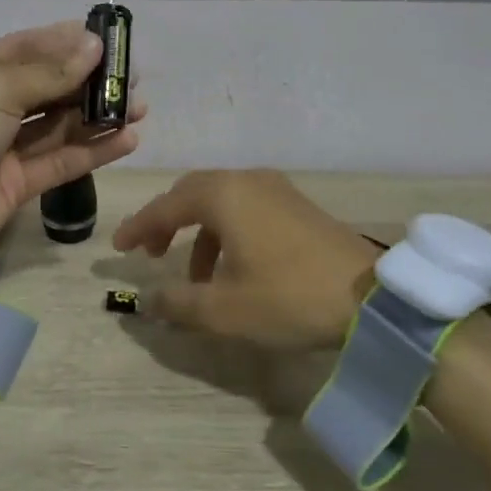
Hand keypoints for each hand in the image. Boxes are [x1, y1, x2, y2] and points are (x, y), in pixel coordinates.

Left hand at [0, 21, 144, 273]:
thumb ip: (47, 73)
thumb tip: (93, 45)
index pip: (25, 48)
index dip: (66, 42)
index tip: (108, 40)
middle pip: (47, 86)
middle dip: (88, 80)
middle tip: (132, 77)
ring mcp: (2, 147)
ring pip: (58, 125)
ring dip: (97, 115)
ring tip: (139, 107)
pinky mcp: (16, 184)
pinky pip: (60, 161)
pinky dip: (93, 150)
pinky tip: (127, 139)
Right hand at [111, 170, 379, 351]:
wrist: (372, 297)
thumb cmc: (288, 297)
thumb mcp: (224, 310)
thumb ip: (177, 303)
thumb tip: (146, 301)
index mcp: (223, 195)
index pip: (166, 206)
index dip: (138, 227)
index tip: (117, 249)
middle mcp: (247, 180)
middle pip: (192, 193)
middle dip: (166, 221)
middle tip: (149, 252)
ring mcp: (276, 189)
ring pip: (220, 201)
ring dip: (198, 231)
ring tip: (193, 273)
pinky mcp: (297, 205)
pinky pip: (246, 207)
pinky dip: (226, 231)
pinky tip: (232, 267)